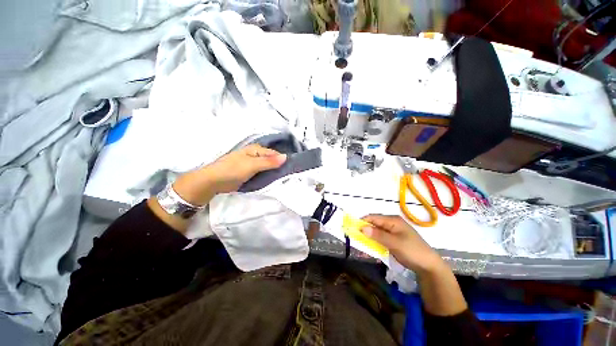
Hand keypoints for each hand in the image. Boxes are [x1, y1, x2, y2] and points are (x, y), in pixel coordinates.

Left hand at [173, 144, 286, 205]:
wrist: (214, 181)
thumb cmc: (233, 170)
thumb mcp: (252, 165)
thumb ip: (269, 162)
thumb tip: (286, 157)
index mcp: (256, 149)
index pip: (275, 154)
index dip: (283, 160)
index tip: (292, 168)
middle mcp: (256, 155)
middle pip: (272, 160)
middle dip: (279, 166)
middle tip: (290, 175)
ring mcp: (253, 164)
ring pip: (268, 167)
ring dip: (274, 172)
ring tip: (284, 179)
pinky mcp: (250, 172)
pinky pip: (263, 173)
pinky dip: (268, 176)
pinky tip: (274, 181)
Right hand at [361, 215, 445, 274]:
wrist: (429, 266)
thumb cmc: (412, 251)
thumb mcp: (394, 243)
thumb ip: (378, 235)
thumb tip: (361, 228)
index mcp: (393, 220)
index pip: (373, 217)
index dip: (362, 222)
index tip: (353, 228)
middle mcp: (392, 223)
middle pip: (374, 223)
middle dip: (365, 229)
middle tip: (356, 236)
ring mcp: (393, 231)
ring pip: (377, 230)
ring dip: (369, 235)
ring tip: (361, 241)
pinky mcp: (394, 239)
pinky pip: (381, 237)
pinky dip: (375, 240)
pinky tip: (371, 245)